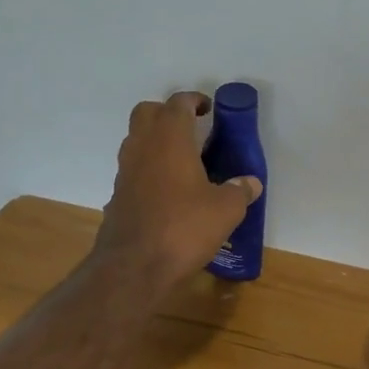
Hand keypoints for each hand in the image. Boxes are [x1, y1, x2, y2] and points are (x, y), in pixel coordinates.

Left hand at [95, 91, 262, 289]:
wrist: (134, 267)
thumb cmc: (183, 228)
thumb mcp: (225, 210)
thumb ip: (239, 191)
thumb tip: (250, 183)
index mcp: (169, 139)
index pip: (177, 103)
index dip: (194, 100)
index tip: (208, 109)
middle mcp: (142, 148)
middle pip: (146, 113)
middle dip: (167, 113)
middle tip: (191, 128)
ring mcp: (125, 172)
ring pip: (136, 141)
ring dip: (155, 141)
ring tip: (182, 161)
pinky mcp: (117, 196)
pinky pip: (133, 170)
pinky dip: (148, 170)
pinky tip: (167, 192)